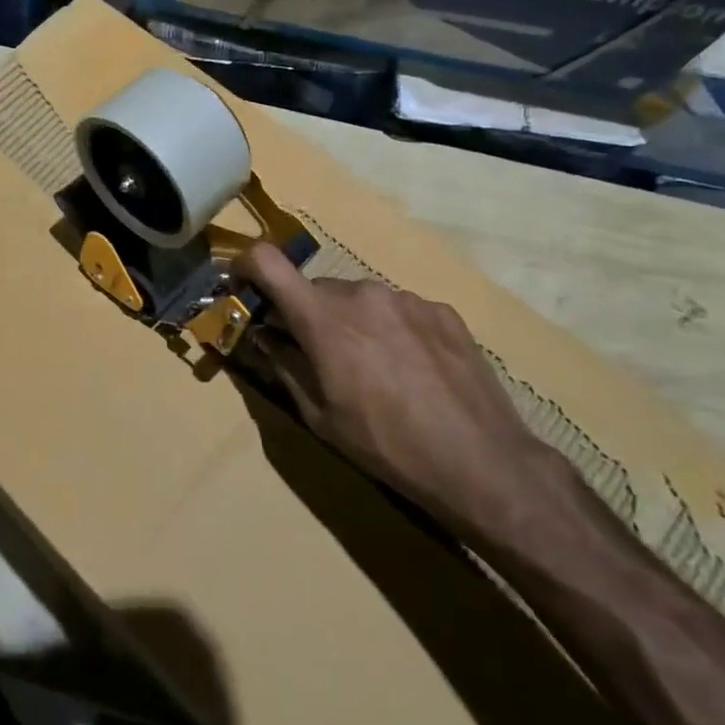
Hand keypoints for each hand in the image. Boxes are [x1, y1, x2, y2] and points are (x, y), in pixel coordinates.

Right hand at [236, 243, 558, 533]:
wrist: (481, 462)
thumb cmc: (386, 445)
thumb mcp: (319, 415)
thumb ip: (284, 365)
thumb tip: (264, 335)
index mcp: (323, 318)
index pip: (267, 262)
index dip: (246, 266)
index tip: (244, 286)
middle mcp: (362, 293)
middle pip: (317, 291)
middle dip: (309, 316)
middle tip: (321, 357)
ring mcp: (406, 298)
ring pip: (360, 299)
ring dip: (353, 323)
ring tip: (376, 370)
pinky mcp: (441, 310)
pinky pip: (399, 309)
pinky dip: (392, 329)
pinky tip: (413, 370)